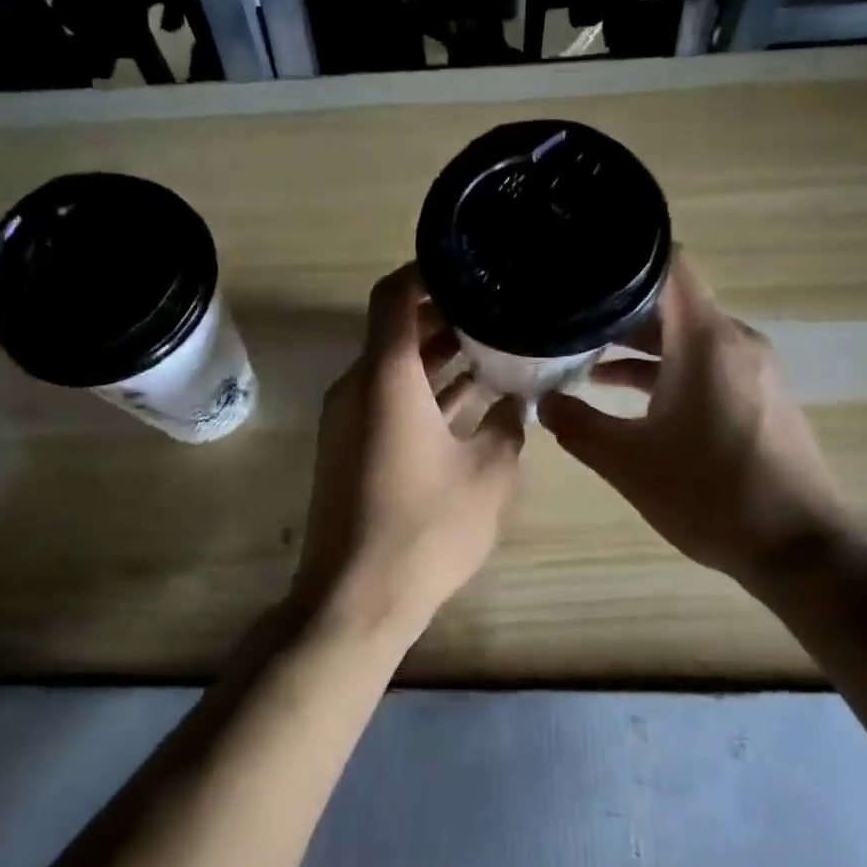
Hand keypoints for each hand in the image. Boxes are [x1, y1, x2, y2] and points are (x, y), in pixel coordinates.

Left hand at [292, 264, 526, 630]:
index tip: (471, 267)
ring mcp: (349, 420)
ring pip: (395, 368)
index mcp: (385, 378)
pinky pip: (389, 401)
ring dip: (440, 357)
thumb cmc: (425, 531)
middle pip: (397, 330)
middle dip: (447, 317)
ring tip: (497, 348)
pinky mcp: (351, 449)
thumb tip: (517, 401)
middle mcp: (358, 387)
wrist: (355, 599)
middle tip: (501, 310)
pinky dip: (426, 392)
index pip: (395, 295)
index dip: (428, 271)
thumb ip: (509, 426)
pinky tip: (473, 400)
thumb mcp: (489, 475)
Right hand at [537, 251, 850, 596]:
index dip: (621, 260)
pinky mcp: (758, 397)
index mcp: (705, 341)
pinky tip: (626, 399)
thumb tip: (544, 403)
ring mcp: (752, 370)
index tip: (578, 269)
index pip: (667, 265)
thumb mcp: (628, 463)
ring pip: (685, 338)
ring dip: (638, 348)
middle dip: (616, 312)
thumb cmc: (710, 494)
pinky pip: (705, 365)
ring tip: (582, 362)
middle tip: (564, 321)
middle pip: (670, 303)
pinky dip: (666, 371)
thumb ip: (579, 426)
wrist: (799, 547)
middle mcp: (734, 342)